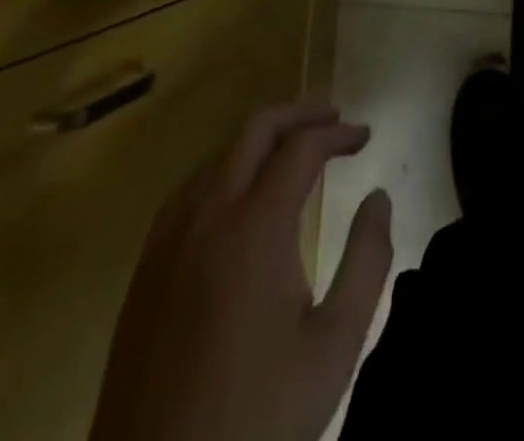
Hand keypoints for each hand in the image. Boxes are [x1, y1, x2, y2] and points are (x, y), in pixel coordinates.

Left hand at [90, 99, 392, 440]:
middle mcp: (208, 214)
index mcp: (255, 226)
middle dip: (299, 113)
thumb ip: (367, 260)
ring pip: (219, 153)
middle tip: (333, 119)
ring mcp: (169, 238)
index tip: (365, 136)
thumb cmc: (255, 419)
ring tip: (294, 149)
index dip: (338, 132)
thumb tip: (379, 198)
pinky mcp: (145, 268)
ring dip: (261, 138)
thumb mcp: (334, 347)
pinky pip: (190, 188)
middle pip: (255, 129)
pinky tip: (239, 195)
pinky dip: (226, 168)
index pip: (301, 146)